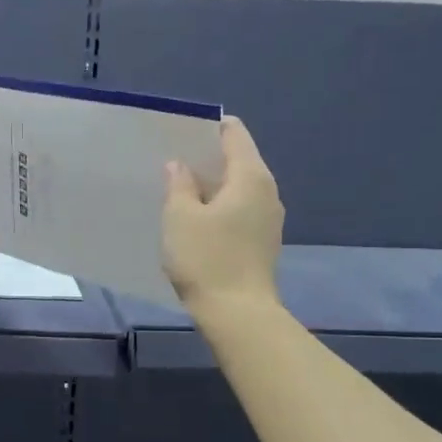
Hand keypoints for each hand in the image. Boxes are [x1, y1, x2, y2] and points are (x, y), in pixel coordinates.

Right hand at [162, 115, 283, 312]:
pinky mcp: (263, 240)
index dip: (208, 127)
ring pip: (239, 186)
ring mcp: (269, 218)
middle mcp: (267, 191)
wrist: (238, 314)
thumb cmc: (206, 259)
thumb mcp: (180, 217)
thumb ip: (179, 185)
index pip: (234, 133)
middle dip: (208, 156)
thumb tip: (181, 166)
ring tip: (181, 188)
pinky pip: (240, 209)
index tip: (180, 132)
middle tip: (173, 159)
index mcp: (250, 176)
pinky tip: (197, 218)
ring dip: (212, 184)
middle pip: (238, 159)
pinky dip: (220, 205)